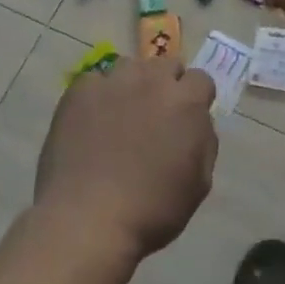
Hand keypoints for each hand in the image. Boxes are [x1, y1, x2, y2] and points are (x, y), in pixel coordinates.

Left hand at [34, 58, 218, 262]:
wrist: (88, 219)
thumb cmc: (152, 210)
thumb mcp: (199, 184)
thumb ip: (204, 142)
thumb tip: (198, 121)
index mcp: (185, 102)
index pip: (200, 78)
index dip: (195, 97)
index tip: (186, 117)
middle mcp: (151, 81)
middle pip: (165, 65)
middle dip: (166, 84)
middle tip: (155, 114)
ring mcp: (112, 82)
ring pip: (129, 67)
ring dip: (132, 85)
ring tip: (120, 115)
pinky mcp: (80, 90)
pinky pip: (95, 82)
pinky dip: (97, 96)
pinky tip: (90, 123)